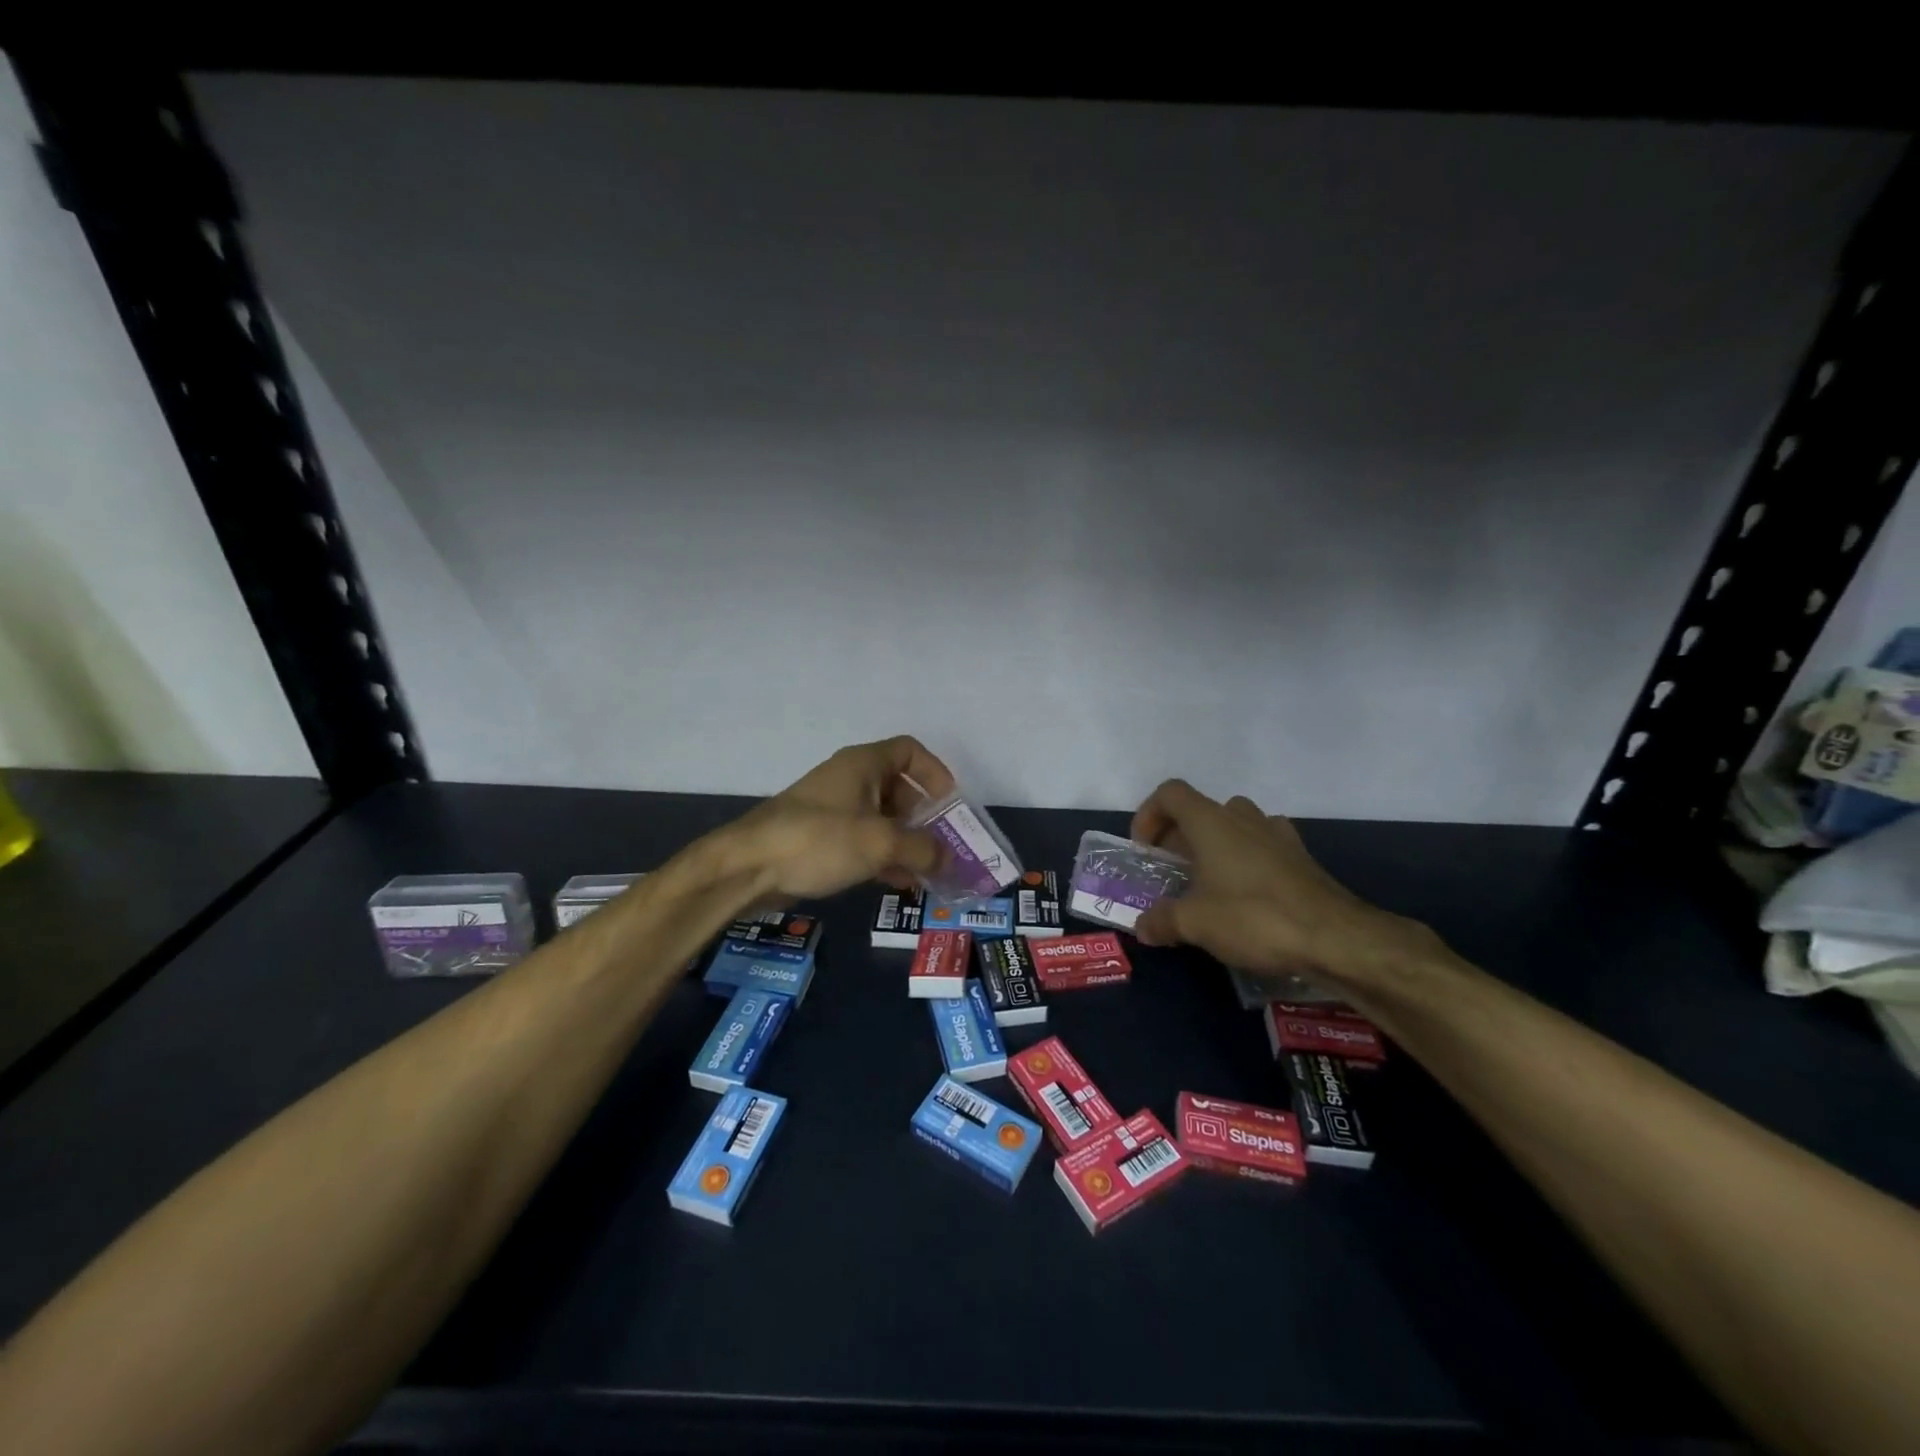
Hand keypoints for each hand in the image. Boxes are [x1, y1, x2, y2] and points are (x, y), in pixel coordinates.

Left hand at [719, 736, 955, 902]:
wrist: (748, 866)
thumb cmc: (819, 840)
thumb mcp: (880, 843)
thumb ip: (922, 849)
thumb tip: (950, 860)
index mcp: (863, 764)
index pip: (910, 751)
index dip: (936, 773)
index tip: (951, 805)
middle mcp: (850, 780)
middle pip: (900, 788)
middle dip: (925, 817)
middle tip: (945, 846)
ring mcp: (834, 809)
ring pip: (882, 819)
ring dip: (907, 842)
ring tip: (929, 872)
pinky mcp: (821, 837)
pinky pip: (864, 841)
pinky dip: (884, 857)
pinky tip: (900, 884)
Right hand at [1130, 780, 1434, 992]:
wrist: (1335, 936)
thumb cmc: (1254, 916)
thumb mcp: (1195, 923)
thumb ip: (1162, 920)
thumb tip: (1142, 927)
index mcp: (1211, 821)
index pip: (1170, 793)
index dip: (1149, 814)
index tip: (1146, 850)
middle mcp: (1242, 817)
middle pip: (1200, 809)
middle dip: (1179, 836)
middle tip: (1171, 872)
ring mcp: (1276, 833)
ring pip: (1234, 824)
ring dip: (1214, 844)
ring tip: (1208, 881)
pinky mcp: (1300, 856)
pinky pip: (1262, 845)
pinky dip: (1246, 859)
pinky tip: (1246, 893)